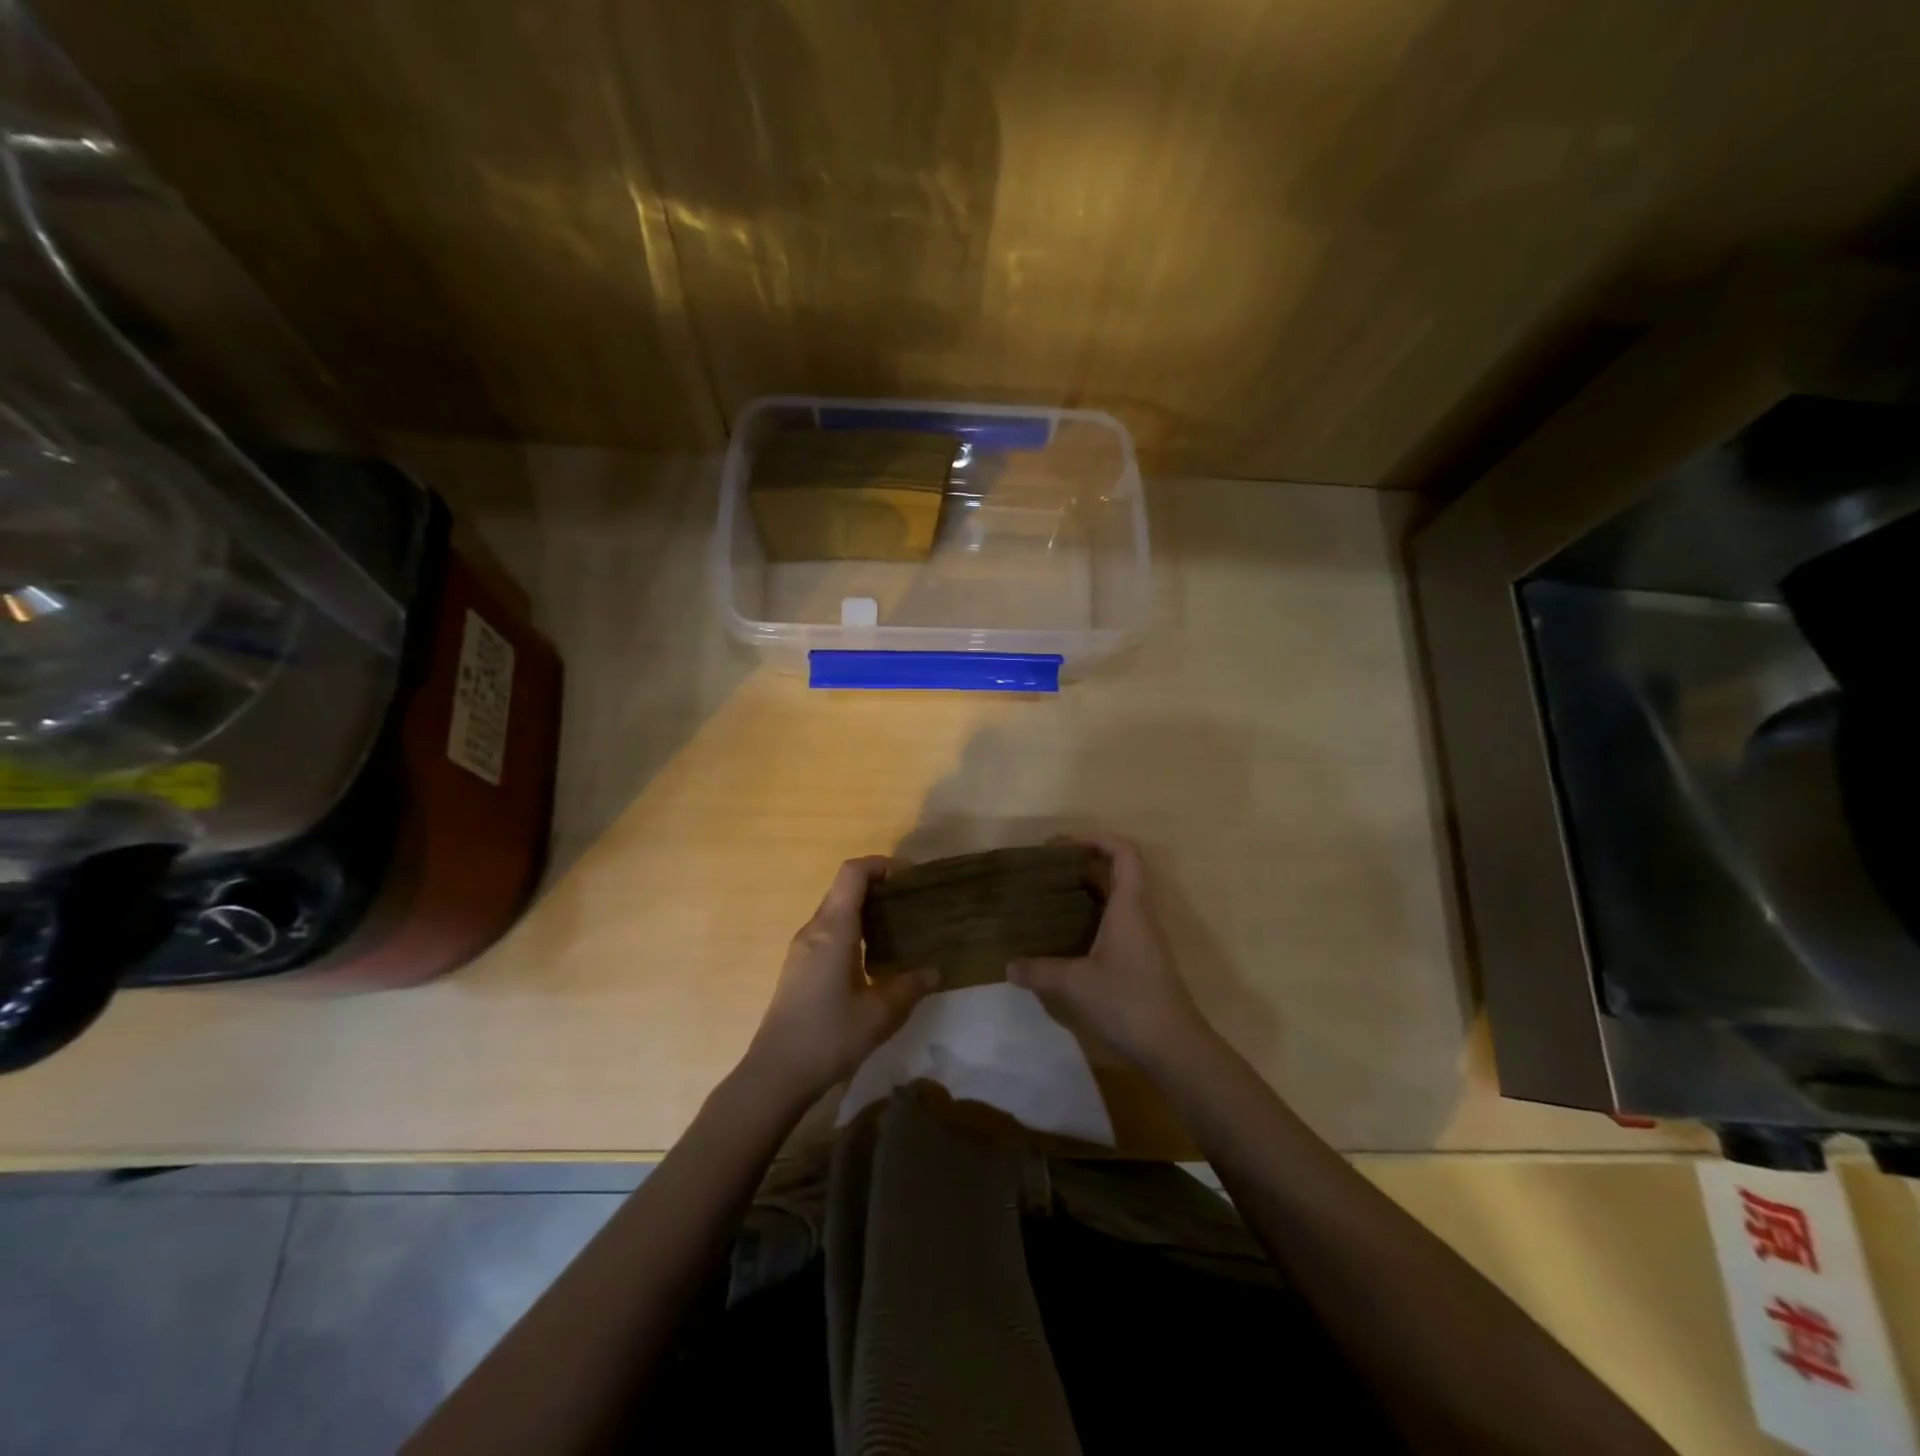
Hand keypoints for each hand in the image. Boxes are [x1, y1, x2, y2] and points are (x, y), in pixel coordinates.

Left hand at [743, 857, 936, 1101]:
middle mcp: (814, 929)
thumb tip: (936, 971)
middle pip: (844, 888)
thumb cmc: (828, 1036)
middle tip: (912, 903)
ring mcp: (802, 948)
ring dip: (865, 909)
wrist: (775, 1073)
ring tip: (898, 928)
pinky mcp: (799, 967)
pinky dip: (853, 929)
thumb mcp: (880, 1014)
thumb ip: (910, 987)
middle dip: (878, 886)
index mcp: (833, 929)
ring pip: (835, 910)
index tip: (909, 878)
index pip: (852, 873)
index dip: (880, 865)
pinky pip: (828, 931)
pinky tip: (873, 957)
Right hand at [1007, 835, 1216, 1071]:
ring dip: (1090, 889)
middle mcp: (1140, 914)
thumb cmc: (1127, 1000)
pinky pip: (1118, 920)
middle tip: (1048, 869)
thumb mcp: (1075, 983)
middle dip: (1085, 863)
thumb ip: (1040, 970)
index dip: (1099, 839)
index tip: (1065, 844)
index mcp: (1129, 906)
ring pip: (1118, 897)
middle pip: (1119, 871)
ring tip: (1052, 895)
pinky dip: (1094, 915)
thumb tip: (1009, 965)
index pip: (1124, 853)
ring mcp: (1143, 937)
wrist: (1172, 1045)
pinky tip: (1068, 932)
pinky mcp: (1141, 958)